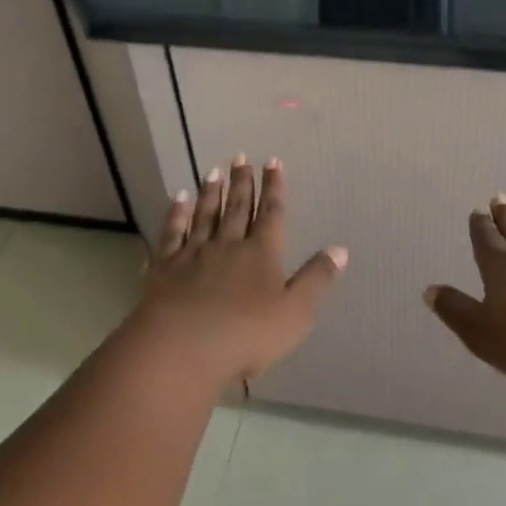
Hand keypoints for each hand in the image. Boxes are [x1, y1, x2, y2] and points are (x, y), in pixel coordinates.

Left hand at [131, 155, 346, 385]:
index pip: (271, 214)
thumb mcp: (295, 313)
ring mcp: (193, 253)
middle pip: (238, 208)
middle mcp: (228, 245)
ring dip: (211, 193)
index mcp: (261, 254)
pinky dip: (176, 213)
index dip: (274, 188)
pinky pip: (172, 232)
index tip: (273, 161)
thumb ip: (316, 279)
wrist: (182, 347)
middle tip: (241, 157)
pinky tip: (178, 199)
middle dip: (242, 182)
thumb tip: (340, 249)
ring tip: (213, 171)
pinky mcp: (165, 266)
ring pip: (205, 215)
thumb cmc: (246, 335)